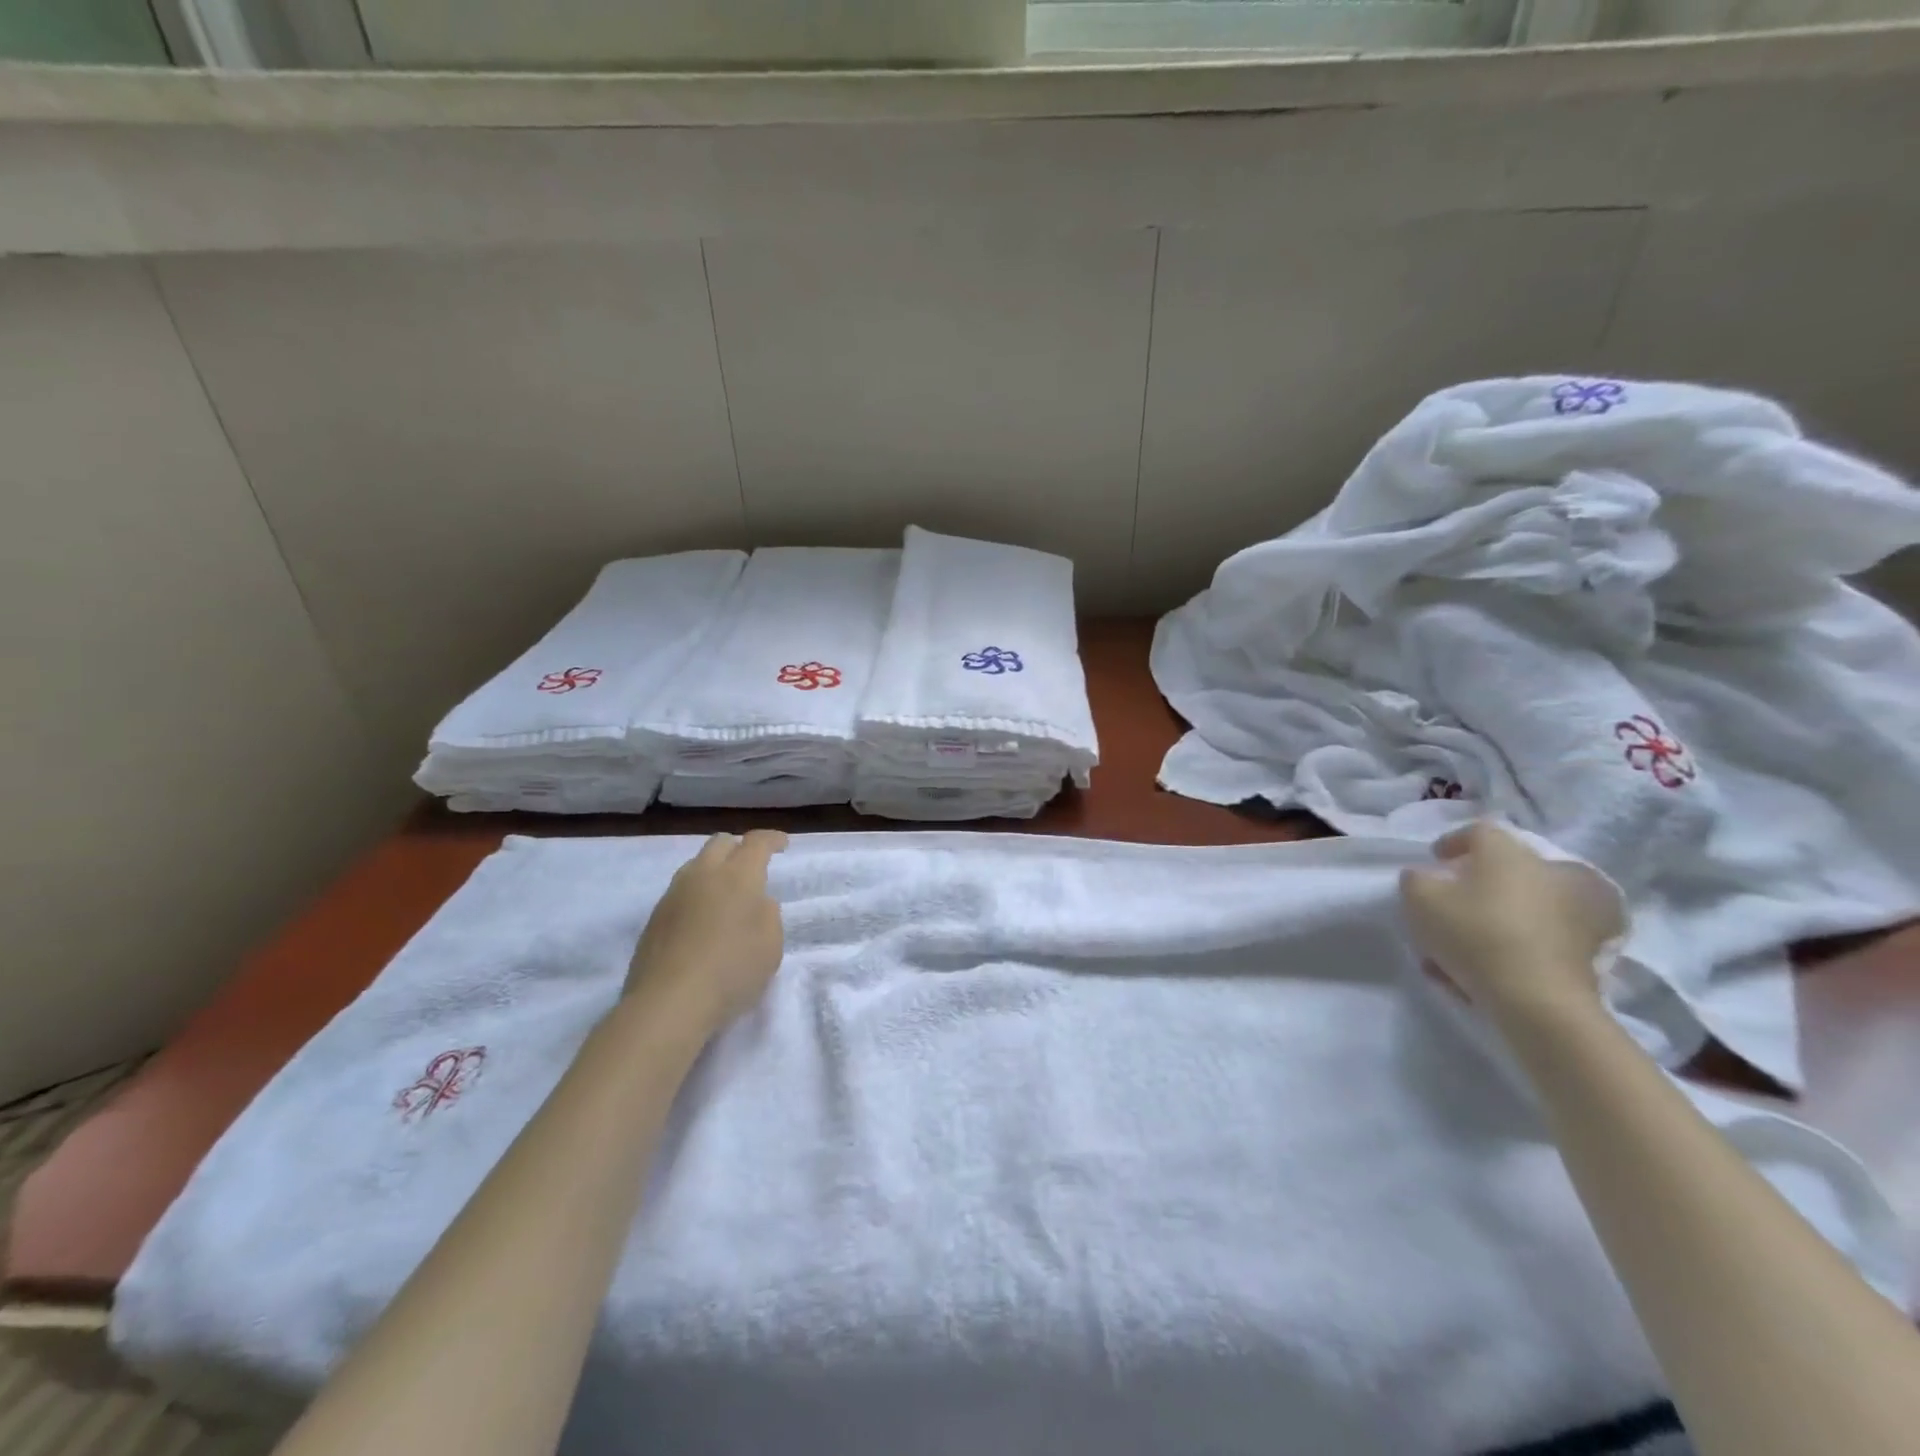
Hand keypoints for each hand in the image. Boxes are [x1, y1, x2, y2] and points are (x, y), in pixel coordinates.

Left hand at [625, 830, 787, 1029]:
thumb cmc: (732, 970)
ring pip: (696, 865)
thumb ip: (768, 914)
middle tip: (753, 866)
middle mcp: (703, 875)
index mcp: (738, 875)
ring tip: (726, 894)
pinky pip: (681, 892)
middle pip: (720, 843)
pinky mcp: (654, 918)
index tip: (782, 844)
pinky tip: (703, 920)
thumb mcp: (771, 945)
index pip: (756, 842)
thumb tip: (756, 902)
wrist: (668, 1004)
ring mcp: (673, 895)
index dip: (772, 839)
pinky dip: (697, 895)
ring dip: (715, 871)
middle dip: (739, 848)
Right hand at [1398, 820, 1622, 1028]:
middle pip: (1508, 870)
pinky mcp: (1596, 947)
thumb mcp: (1419, 899)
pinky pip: (1546, 936)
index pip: (1479, 831)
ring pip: (1526, 906)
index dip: (1453, 843)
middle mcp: (1551, 870)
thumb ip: (1415, 879)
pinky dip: (1521, 946)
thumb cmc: (1475, 934)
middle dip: (1481, 885)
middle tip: (1456, 906)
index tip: (1436, 862)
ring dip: (1499, 919)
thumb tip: (1426, 876)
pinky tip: (1492, 972)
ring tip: (1467, 951)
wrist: (1540, 1000)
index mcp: (1511, 851)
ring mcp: (1581, 909)